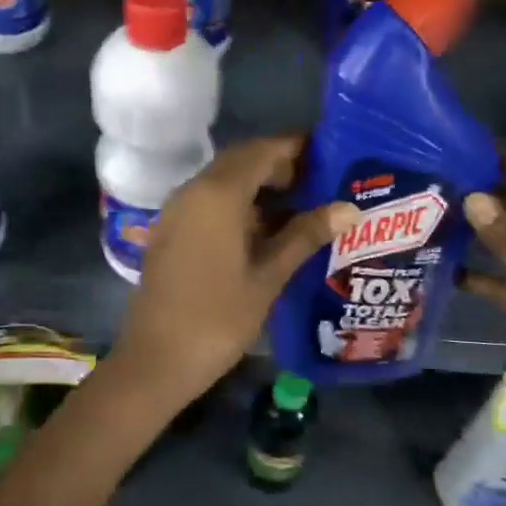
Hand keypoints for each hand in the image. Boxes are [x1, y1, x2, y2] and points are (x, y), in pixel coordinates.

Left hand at [112, 136, 358, 410]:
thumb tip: (349, 208)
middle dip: (280, 164)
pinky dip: (238, 202)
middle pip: (241, 160)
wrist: (156, 359)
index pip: (262, 151)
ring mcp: (177, 209)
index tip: (330, 151)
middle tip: (321, 181)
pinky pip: (209, 200)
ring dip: (259, 184)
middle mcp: (193, 190)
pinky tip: (266, 228)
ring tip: (303, 204)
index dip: (296, 147)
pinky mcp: (171, 229)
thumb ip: (305, 235)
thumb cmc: (218, 318)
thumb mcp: (268, 276)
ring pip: (223, 180)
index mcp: (218, 194)